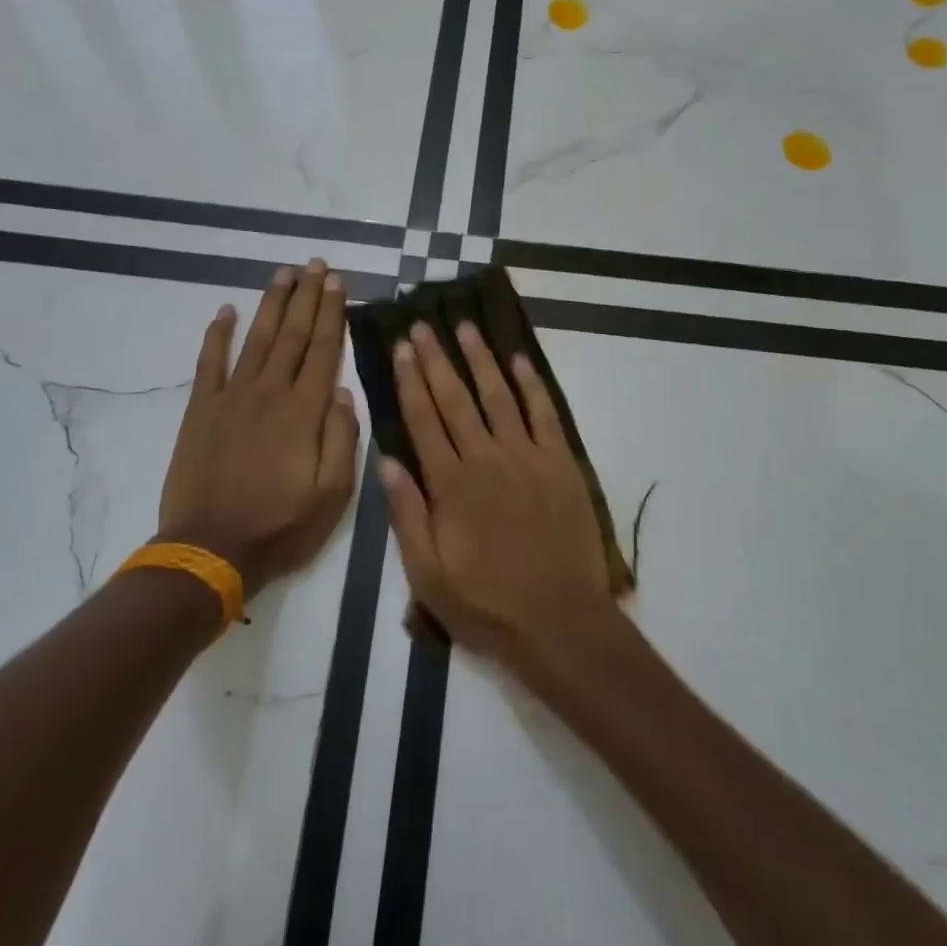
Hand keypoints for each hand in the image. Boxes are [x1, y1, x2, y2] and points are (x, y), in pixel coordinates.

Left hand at [155, 260, 359, 599]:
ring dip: (271, 303)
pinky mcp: (201, 410)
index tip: (337, 283)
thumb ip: (343, 439)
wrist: (210, 550)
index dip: (332, 314)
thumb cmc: (281, 525)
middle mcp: (269, 392)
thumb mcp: (334, 494)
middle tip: (316, 264)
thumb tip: (344, 391)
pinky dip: (217, 335)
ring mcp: (231, 397)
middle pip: (292, 334)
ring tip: (284, 273)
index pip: (323, 350)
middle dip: (307, 296)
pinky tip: (226, 311)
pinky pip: (209, 363)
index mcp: (305, 412)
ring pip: (256, 339)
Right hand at [380, 321, 612, 662]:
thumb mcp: (428, 574)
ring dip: (481, 359)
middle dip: (437, 359)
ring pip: (499, 396)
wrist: (559, 620)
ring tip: (466, 328)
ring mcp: (527, 457)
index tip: (402, 348)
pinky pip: (544, 414)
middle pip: (457, 398)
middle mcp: (486, 458)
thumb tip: (386, 460)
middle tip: (424, 325)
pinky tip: (519, 361)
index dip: (411, 381)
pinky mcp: (560, 463)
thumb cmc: (487, 604)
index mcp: (450, 484)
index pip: (424, 420)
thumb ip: (406, 515)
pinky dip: (532, 385)